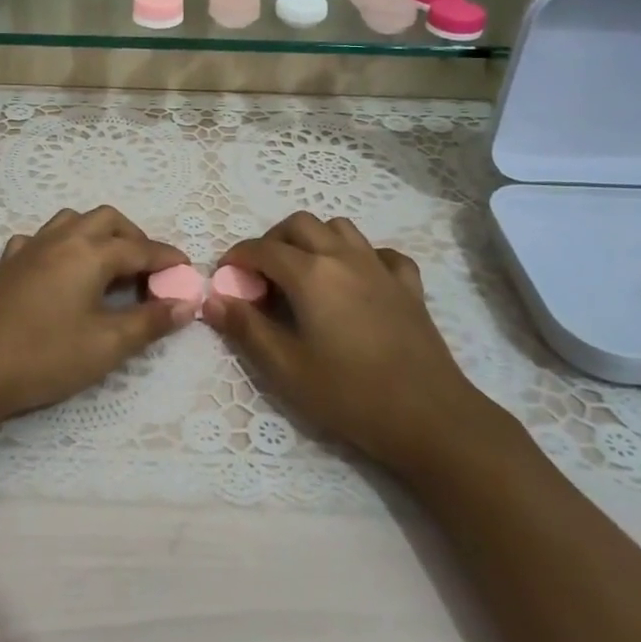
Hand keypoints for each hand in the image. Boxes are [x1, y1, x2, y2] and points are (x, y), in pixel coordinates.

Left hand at [0, 206, 191, 427]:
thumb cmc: (43, 357)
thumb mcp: (106, 346)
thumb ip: (149, 322)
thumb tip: (185, 305)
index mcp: (89, 253)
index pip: (140, 249)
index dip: (167, 259)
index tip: (187, 272)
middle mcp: (61, 239)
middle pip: (107, 221)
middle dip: (135, 238)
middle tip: (149, 271)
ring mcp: (29, 248)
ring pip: (72, 222)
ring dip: (98, 234)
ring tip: (110, 266)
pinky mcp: (7, 265)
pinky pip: (40, 239)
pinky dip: (61, 246)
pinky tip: (60, 270)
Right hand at [203, 212, 502, 472]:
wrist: (428, 417)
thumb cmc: (348, 394)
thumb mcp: (285, 368)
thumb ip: (245, 328)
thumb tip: (212, 300)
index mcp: (310, 274)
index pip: (263, 249)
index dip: (238, 257)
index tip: (226, 276)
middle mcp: (344, 257)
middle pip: (300, 224)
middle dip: (273, 240)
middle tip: (262, 274)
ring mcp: (380, 268)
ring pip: (340, 228)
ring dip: (314, 239)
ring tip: (304, 271)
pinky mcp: (408, 285)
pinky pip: (381, 253)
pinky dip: (361, 256)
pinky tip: (357, 281)